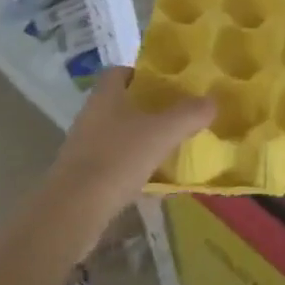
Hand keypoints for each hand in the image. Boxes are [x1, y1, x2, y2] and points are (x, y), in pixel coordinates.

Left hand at [41, 68, 214, 236]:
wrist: (72, 212)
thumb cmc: (117, 159)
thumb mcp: (161, 133)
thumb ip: (188, 114)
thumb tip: (212, 100)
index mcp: (106, 95)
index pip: (121, 71)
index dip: (142, 74)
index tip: (166, 84)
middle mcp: (91, 114)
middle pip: (120, 102)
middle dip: (145, 107)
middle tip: (175, 115)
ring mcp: (83, 146)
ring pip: (116, 132)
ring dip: (137, 137)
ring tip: (167, 146)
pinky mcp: (81, 176)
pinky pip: (110, 161)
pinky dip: (128, 165)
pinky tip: (149, 178)